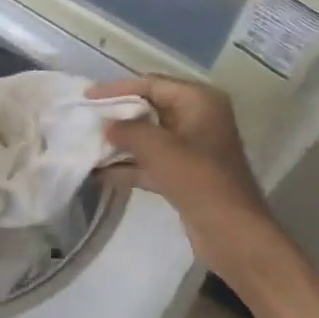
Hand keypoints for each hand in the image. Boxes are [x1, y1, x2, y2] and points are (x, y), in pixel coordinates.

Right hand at [89, 75, 318, 317]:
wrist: (233, 234)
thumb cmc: (200, 180)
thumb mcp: (160, 149)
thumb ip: (128, 131)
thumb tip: (105, 125)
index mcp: (199, 101)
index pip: (151, 83)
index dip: (118, 88)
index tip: (87, 96)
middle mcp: (197, 118)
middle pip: (149, 108)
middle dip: (118, 115)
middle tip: (84, 118)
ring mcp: (192, 148)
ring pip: (149, 137)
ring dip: (120, 142)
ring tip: (86, 144)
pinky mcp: (185, 175)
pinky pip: (151, 162)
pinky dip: (129, 165)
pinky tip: (99, 173)